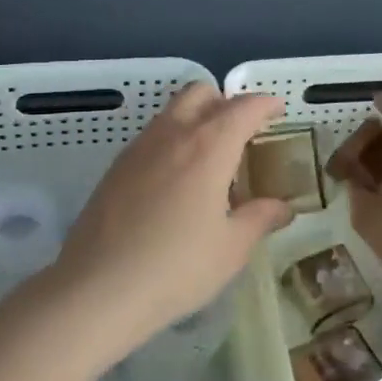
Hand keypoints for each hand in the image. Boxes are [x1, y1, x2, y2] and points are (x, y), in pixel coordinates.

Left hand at [47, 83, 292, 363]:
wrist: (98, 288)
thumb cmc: (176, 267)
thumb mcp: (230, 248)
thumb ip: (260, 218)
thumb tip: (283, 207)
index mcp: (208, 146)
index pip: (243, 107)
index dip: (265, 103)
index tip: (278, 111)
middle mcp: (173, 133)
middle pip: (201, 93)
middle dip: (225, 102)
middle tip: (242, 133)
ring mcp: (139, 147)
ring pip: (172, 111)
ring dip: (196, 119)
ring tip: (210, 159)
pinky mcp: (116, 166)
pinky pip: (152, 136)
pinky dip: (172, 141)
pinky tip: (176, 180)